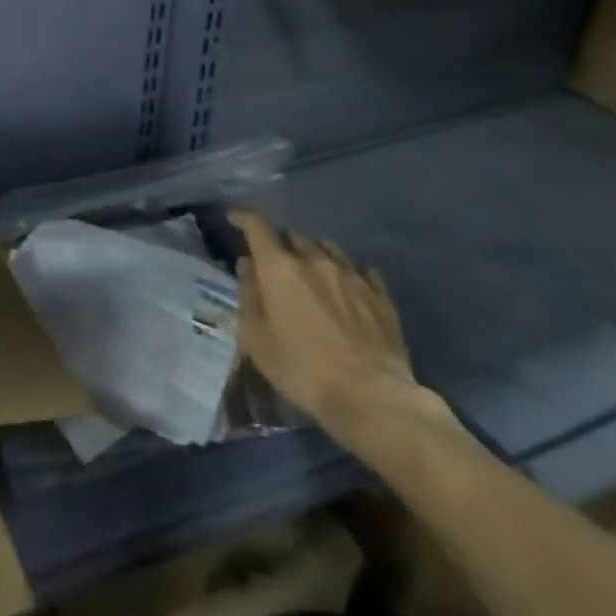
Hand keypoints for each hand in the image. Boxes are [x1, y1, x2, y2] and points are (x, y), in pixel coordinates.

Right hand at [229, 212, 445, 442]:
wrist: (371, 397)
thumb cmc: (301, 369)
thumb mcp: (256, 338)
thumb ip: (249, 295)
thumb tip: (248, 265)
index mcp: (280, 268)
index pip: (258, 226)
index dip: (243, 218)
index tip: (234, 219)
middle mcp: (315, 261)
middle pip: (293, 236)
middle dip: (279, 243)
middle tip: (273, 261)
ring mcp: (352, 276)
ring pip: (327, 248)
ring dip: (313, 253)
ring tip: (310, 271)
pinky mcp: (380, 296)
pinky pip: (360, 270)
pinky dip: (346, 272)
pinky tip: (347, 286)